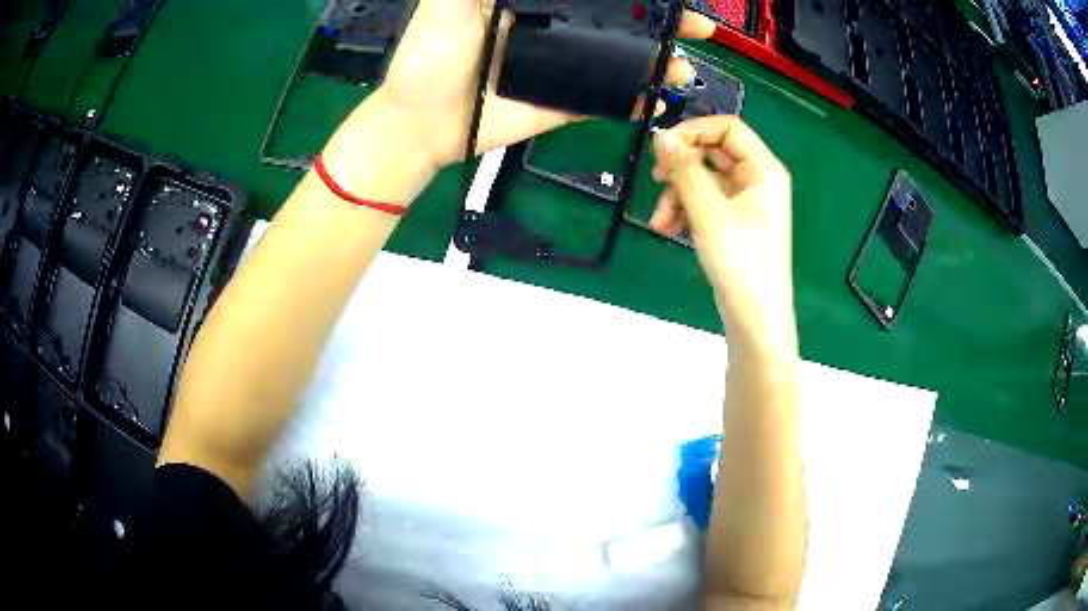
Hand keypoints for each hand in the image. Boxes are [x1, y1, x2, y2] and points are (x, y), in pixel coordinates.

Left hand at [366, 0, 716, 167]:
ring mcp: (561, 70)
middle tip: (697, 28)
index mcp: (532, 4)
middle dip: (660, 24)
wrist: (417, 125)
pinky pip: (603, 101)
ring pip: (619, 61)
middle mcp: (554, 32)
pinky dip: (633, 102)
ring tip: (683, 68)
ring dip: (657, 63)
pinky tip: (658, 101)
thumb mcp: (447, 5)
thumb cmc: (427, 59)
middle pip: (617, 24)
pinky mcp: (560, 104)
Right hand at [650, 116, 795, 357]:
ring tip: (659, 222)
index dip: (694, 131)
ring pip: (704, 180)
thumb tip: (661, 135)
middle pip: (713, 153)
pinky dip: (685, 211)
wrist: (755, 320)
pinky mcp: (734, 223)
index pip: (728, 128)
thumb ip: (684, 169)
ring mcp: (746, 203)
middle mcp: (757, 180)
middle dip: (681, 167)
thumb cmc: (740, 262)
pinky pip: (706, 203)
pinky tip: (667, 230)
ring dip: (677, 194)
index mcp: (763, 170)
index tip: (662, 146)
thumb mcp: (708, 212)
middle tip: (654, 179)